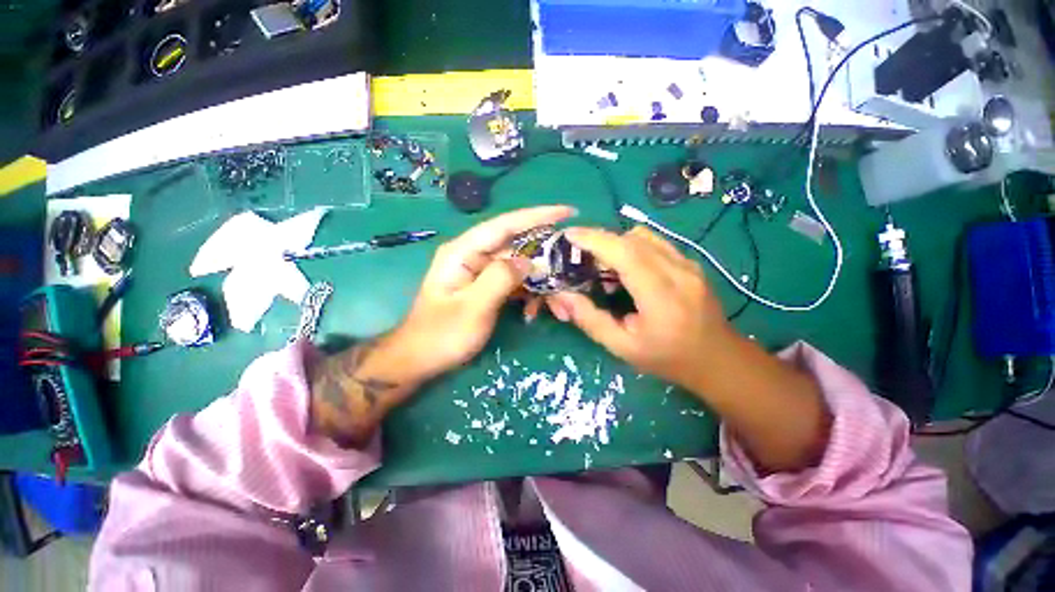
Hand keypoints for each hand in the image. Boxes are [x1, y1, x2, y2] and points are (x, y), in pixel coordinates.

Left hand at [391, 206, 576, 382]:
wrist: (420, 360)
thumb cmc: (441, 335)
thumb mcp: (473, 308)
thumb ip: (500, 279)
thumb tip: (528, 261)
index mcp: (464, 252)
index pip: (505, 225)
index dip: (537, 216)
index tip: (567, 212)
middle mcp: (473, 255)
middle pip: (516, 245)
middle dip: (544, 257)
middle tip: (570, 267)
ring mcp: (480, 271)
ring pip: (518, 266)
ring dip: (538, 282)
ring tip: (556, 303)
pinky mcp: (486, 287)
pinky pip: (513, 283)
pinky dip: (527, 294)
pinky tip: (534, 311)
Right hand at [547, 225, 733, 389]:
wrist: (719, 360)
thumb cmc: (668, 359)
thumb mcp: (623, 348)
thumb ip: (591, 320)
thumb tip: (564, 296)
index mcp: (661, 297)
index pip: (626, 254)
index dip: (595, 240)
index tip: (570, 235)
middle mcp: (678, 272)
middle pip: (633, 239)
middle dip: (600, 240)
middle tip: (580, 255)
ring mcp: (688, 264)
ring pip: (644, 237)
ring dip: (616, 243)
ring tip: (603, 265)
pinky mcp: (690, 263)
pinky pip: (655, 243)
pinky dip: (632, 247)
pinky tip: (626, 269)